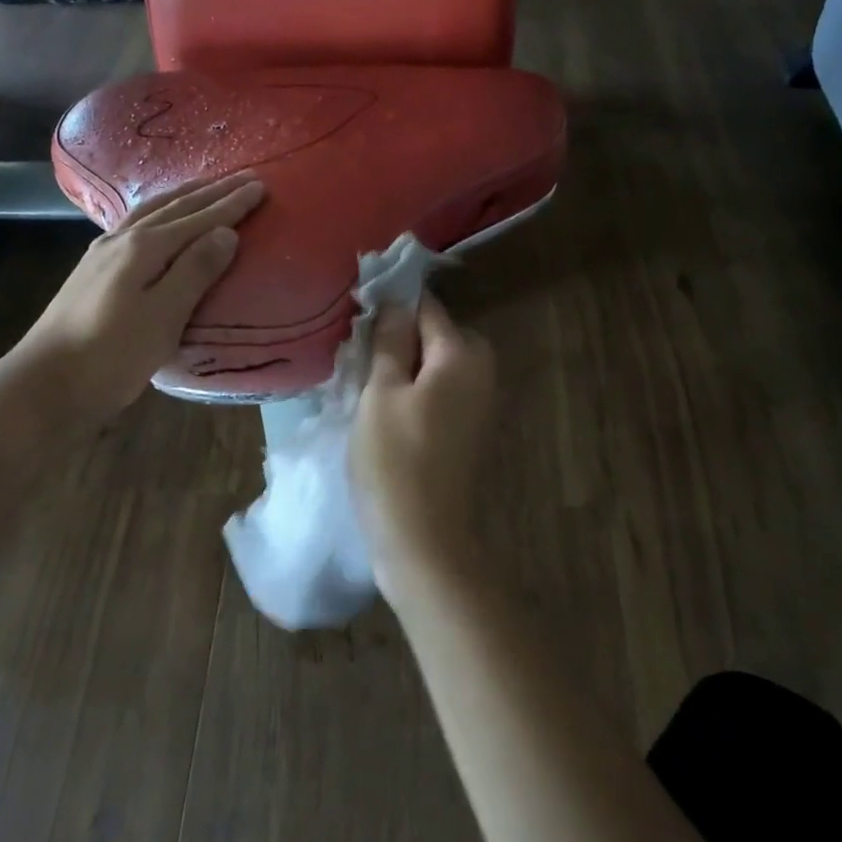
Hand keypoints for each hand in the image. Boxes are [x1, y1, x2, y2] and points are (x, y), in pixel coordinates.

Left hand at [4, 172, 264, 422]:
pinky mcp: (92, 271)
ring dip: (182, 198)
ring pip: (150, 212)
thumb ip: (195, 271)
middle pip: (174, 208)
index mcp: (144, 248)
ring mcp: (102, 254)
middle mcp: (122, 240)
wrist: (45, 385)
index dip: (230, 204)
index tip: (259, 187)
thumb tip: (225, 233)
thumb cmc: (112, 355)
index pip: (198, 219)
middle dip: (211, 193)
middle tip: (242, 178)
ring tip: (204, 188)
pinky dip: (158, 214)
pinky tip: (157, 221)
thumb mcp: (164, 316)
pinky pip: (135, 226)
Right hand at [350, 293, 496, 601]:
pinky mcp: (473, 427)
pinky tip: (389, 409)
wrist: (425, 539)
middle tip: (360, 358)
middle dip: (401, 338)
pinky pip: (444, 389)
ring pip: (438, 363)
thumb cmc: (395, 460)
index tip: (359, 316)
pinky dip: (419, 390)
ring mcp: (481, 400)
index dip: (392, 306)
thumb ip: (389, 342)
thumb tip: (395, 302)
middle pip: (437, 333)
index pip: (426, 307)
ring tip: (369, 384)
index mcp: (462, 353)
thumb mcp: (381, 393)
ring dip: (407, 366)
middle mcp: (482, 369)